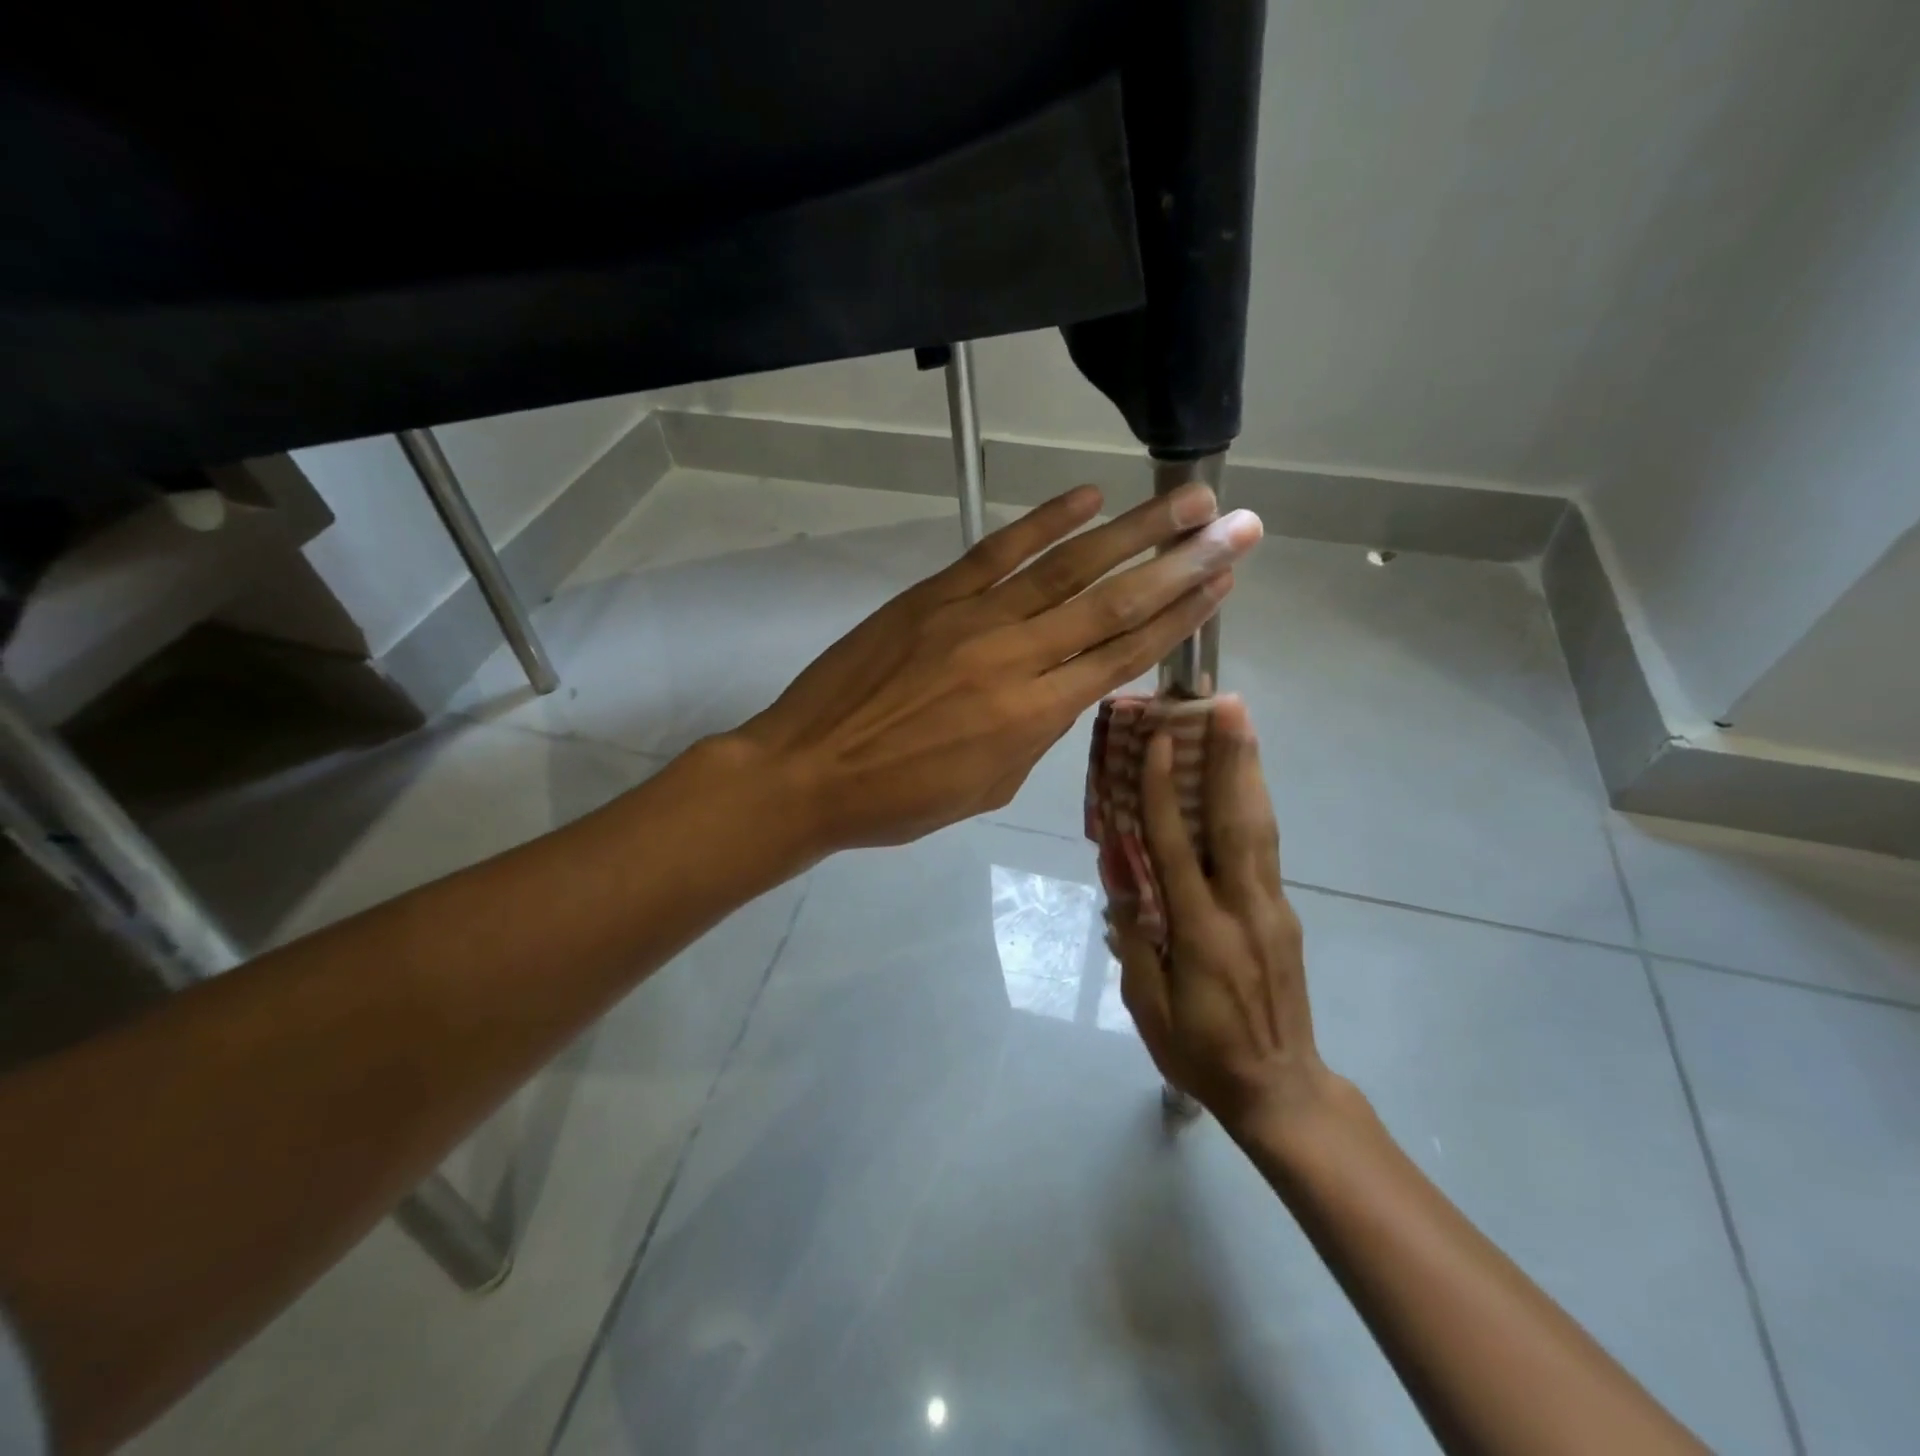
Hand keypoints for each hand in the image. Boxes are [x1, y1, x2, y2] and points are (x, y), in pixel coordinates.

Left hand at [735, 484, 1261, 851]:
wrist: (809, 771)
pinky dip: (1045, 521)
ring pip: (1068, 568)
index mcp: (1033, 717)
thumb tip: (1063, 689)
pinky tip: (1088, 497)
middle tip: (1237, 525)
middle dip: (1183, 563)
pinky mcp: (932, 596)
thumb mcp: (986, 785)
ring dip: (1133, 530)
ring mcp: (973, 618)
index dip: (1179, 619)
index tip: (1223, 584)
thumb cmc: (899, 799)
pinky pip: (998, 551)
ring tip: (1187, 499)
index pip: (1123, 657)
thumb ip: (1034, 733)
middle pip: (1114, 603)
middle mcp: (1017, 658)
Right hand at [1110, 696, 1337, 1134]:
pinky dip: (1254, 806)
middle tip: (1228, 704)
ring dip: (1249, 770)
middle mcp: (1243, 909)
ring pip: (1260, 828)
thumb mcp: (1149, 1008)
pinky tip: (1246, 783)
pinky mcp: (1284, 915)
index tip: (1156, 742)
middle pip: (1235, 820)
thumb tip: (1121, 882)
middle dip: (1230, 758)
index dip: (1160, 791)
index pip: (1176, 847)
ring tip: (1243, 723)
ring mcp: (1272, 909)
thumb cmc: (1202, 1053)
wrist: (1282, 1090)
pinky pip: (1265, 850)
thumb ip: (1135, 940)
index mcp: (1202, 933)